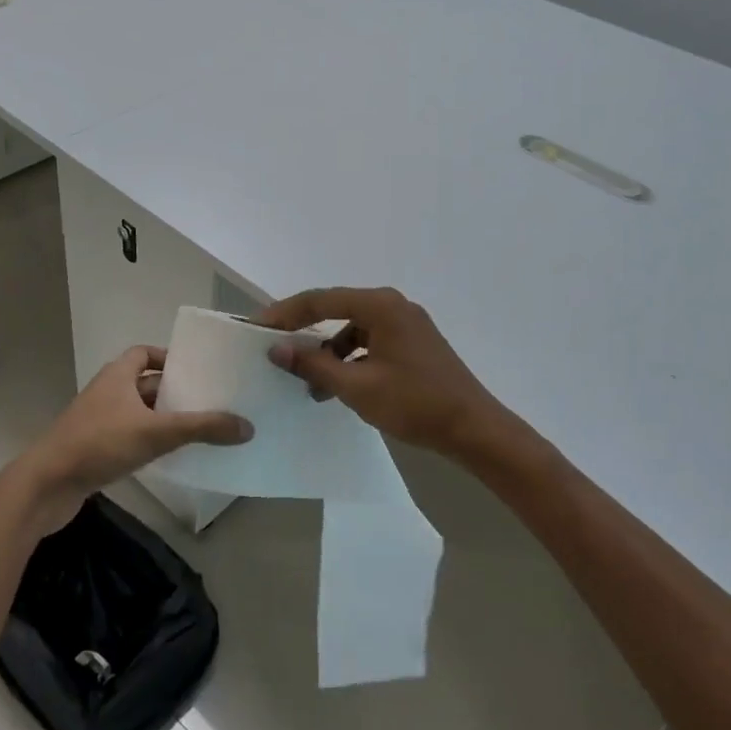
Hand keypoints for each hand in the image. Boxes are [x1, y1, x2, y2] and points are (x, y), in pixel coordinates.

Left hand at [4, 346, 253, 534]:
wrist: (46, 485)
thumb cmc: (99, 444)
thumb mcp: (156, 432)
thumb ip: (202, 428)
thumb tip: (247, 426)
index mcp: (117, 375)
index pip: (145, 353)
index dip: (169, 358)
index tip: (196, 370)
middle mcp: (107, 392)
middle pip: (145, 383)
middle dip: (174, 391)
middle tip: (209, 400)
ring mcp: (98, 421)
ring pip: (138, 412)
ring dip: (163, 418)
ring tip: (199, 429)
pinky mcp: (94, 449)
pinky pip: (129, 437)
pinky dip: (149, 441)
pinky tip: (170, 456)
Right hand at [256, 287, 515, 458]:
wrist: (474, 429)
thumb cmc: (414, 403)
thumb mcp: (356, 387)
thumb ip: (313, 365)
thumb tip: (276, 349)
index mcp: (380, 306)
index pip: (320, 300)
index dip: (284, 313)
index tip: (256, 327)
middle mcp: (392, 305)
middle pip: (335, 310)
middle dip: (304, 333)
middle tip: (275, 350)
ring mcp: (406, 324)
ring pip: (352, 330)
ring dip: (328, 353)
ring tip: (309, 384)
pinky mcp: (413, 343)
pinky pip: (370, 342)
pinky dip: (350, 360)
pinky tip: (339, 387)